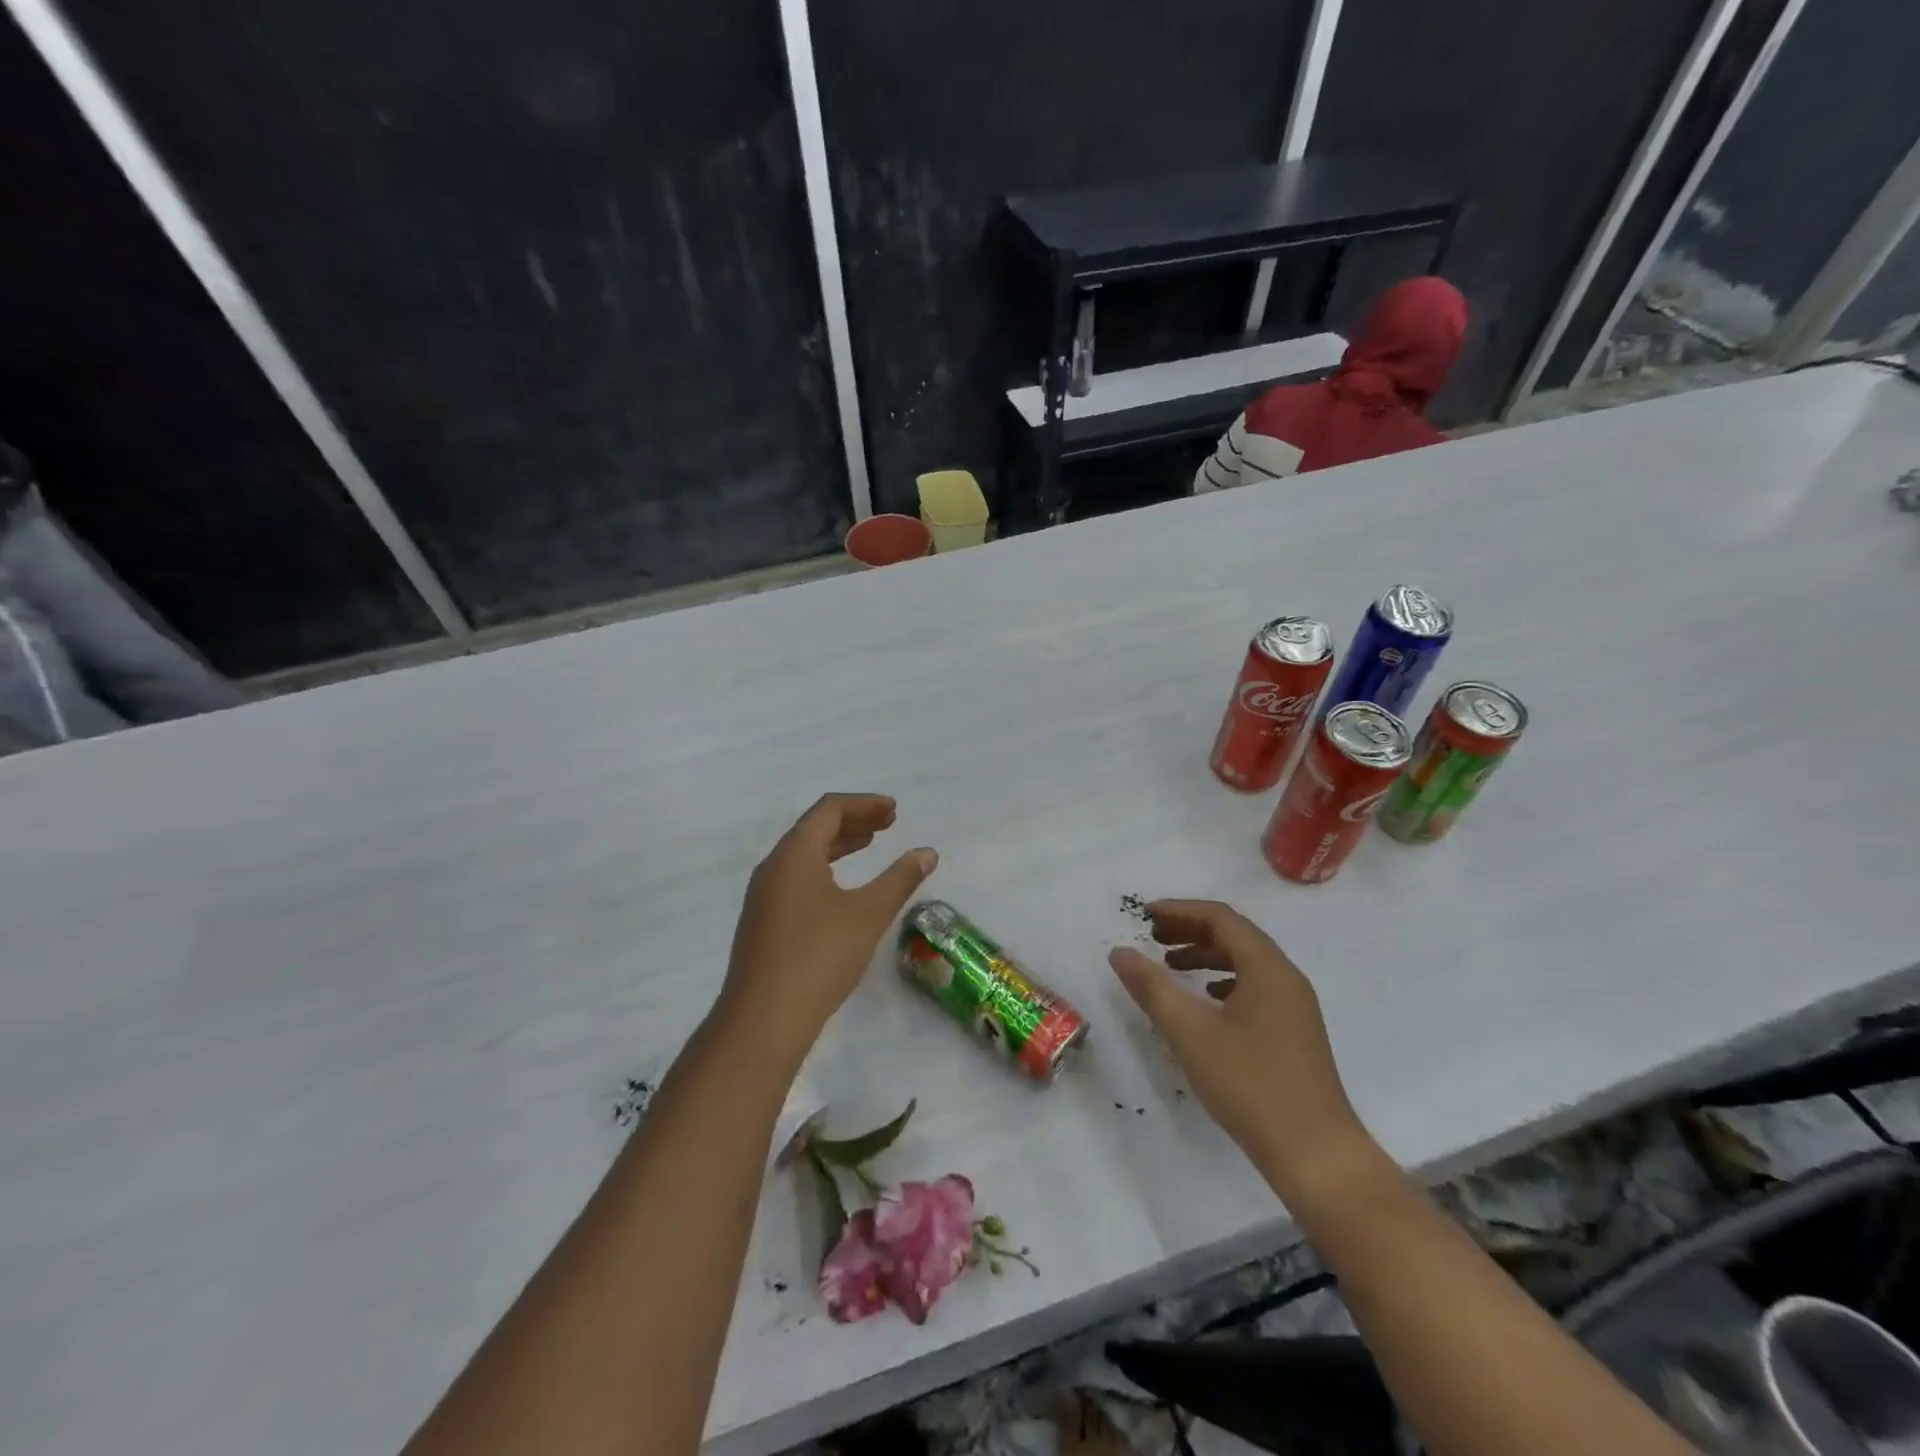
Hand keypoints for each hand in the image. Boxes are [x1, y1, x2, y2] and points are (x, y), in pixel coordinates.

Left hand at [720, 794, 936, 1063]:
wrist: (763, 1020)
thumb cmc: (819, 956)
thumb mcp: (868, 914)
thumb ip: (900, 879)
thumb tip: (927, 852)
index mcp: (794, 854)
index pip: (829, 809)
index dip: (864, 804)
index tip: (894, 811)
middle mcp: (773, 867)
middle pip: (814, 828)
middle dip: (853, 820)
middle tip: (888, 824)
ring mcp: (763, 896)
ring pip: (803, 854)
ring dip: (838, 844)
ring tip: (869, 846)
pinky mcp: (763, 922)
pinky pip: (796, 877)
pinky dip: (824, 868)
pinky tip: (841, 889)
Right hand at [1109, 900, 1372, 1197]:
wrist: (1315, 1155)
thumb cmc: (1250, 1085)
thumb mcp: (1190, 1032)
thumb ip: (1152, 988)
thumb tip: (1120, 952)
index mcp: (1267, 968)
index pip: (1220, 918)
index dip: (1179, 910)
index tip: (1144, 915)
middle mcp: (1286, 978)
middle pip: (1235, 935)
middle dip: (1191, 931)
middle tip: (1152, 938)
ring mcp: (1294, 1006)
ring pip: (1246, 962)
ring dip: (1206, 956)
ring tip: (1171, 968)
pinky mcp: (1295, 1032)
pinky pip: (1255, 987)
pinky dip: (1223, 981)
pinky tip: (1206, 1002)